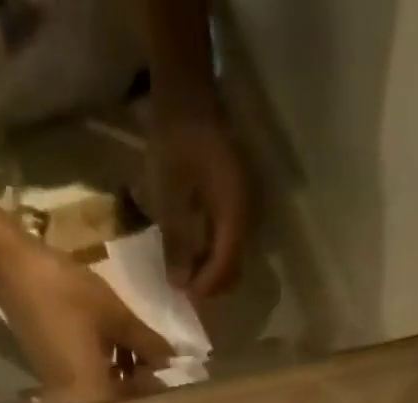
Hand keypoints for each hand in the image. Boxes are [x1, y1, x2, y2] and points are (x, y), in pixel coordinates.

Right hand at [0, 244, 172, 402]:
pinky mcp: (55, 381)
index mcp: (92, 396)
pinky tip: (122, 352)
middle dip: (143, 387)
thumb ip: (149, 345)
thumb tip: (173, 362)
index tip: (177, 380)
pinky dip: (108, 373)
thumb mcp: (117, 317)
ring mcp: (63, 395)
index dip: (157, 394)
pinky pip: (90, 387)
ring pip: (106, 396)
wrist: (12, 269)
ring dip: (127, 379)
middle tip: (164, 366)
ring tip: (146, 354)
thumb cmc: (67, 293)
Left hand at [149, 108, 250, 296]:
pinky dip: (211, 253)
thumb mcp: (170, 194)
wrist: (188, 90)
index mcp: (235, 213)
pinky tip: (191, 252)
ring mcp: (244, 208)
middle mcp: (247, 215)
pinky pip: (227, 240)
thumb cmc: (177, 138)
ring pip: (232, 256)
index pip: (226, 266)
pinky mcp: (235, 202)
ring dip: (210, 271)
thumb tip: (180, 285)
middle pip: (234, 267)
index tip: (182, 297)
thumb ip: (176, 241)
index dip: (206, 287)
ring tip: (184, 274)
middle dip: (210, 284)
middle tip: (183, 289)